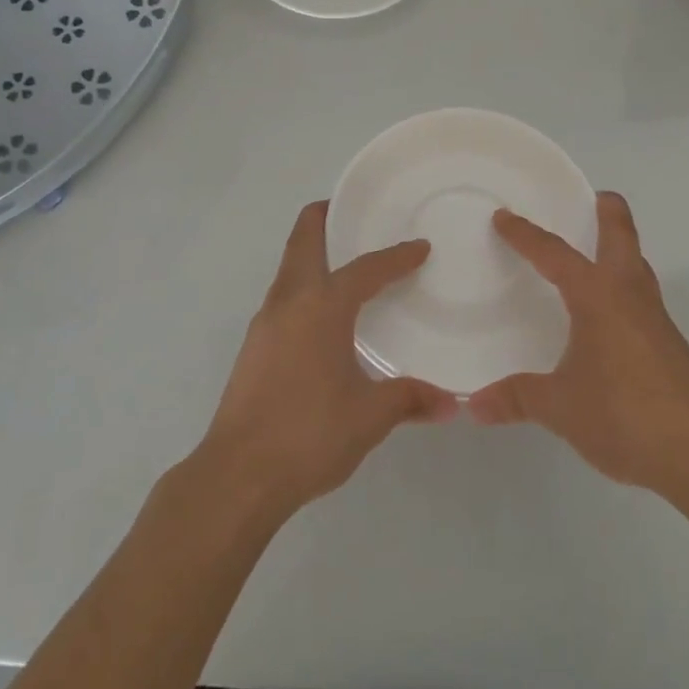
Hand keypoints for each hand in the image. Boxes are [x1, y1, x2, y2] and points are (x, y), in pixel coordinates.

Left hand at [197, 201, 457, 518]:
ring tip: (345, 264)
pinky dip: (304, 285)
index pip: (366, 268)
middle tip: (354, 214)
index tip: (420, 248)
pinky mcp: (253, 345)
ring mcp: (265, 321)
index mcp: (322, 306)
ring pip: (289, 267)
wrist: (238, 474)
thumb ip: (409, 400)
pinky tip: (323, 317)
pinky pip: (283, 296)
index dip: (396, 256)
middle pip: (303, 239)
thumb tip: (450, 402)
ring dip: (313, 253)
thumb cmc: (309, 434)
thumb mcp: (369, 417)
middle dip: (325, 217)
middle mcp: (289, 301)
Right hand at [468, 192, 688, 500]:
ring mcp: (655, 318)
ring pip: (637, 265)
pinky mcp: (670, 345)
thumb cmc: (623, 414)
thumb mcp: (560, 407)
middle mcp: (629, 294)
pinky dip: (624, 287)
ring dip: (619, 249)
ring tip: (594, 254)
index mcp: (597, 296)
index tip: (504, 217)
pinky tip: (609, 316)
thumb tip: (475, 405)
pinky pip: (642, 297)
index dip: (525, 234)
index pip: (554, 253)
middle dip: (607, 211)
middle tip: (589, 198)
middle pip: (622, 235)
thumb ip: (517, 398)